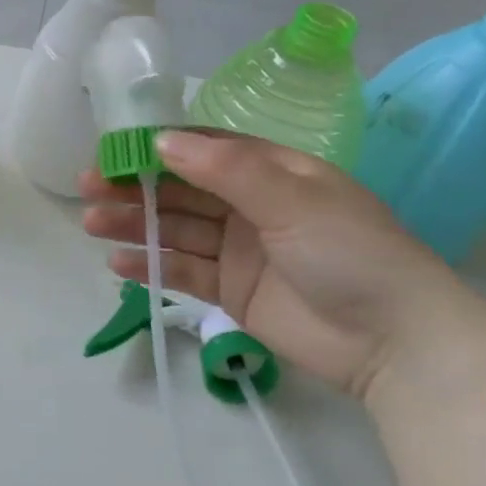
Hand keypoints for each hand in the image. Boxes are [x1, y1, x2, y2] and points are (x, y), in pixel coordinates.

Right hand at [80, 131, 481, 397]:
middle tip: (87, 188)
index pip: (202, 149)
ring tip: (92, 224)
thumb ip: (226, 169)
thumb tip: (161, 141)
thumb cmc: (351, 253)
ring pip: (174, 228)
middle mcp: (250, 205)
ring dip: (134, 224)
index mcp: (271, 171)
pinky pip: (182, 270)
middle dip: (134, 186)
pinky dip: (151, 265)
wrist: (398, 343)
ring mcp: (239, 249)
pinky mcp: (231, 291)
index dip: (155, 147)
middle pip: (179, 189)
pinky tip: (119, 263)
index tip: (112, 150)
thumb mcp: (292, 199)